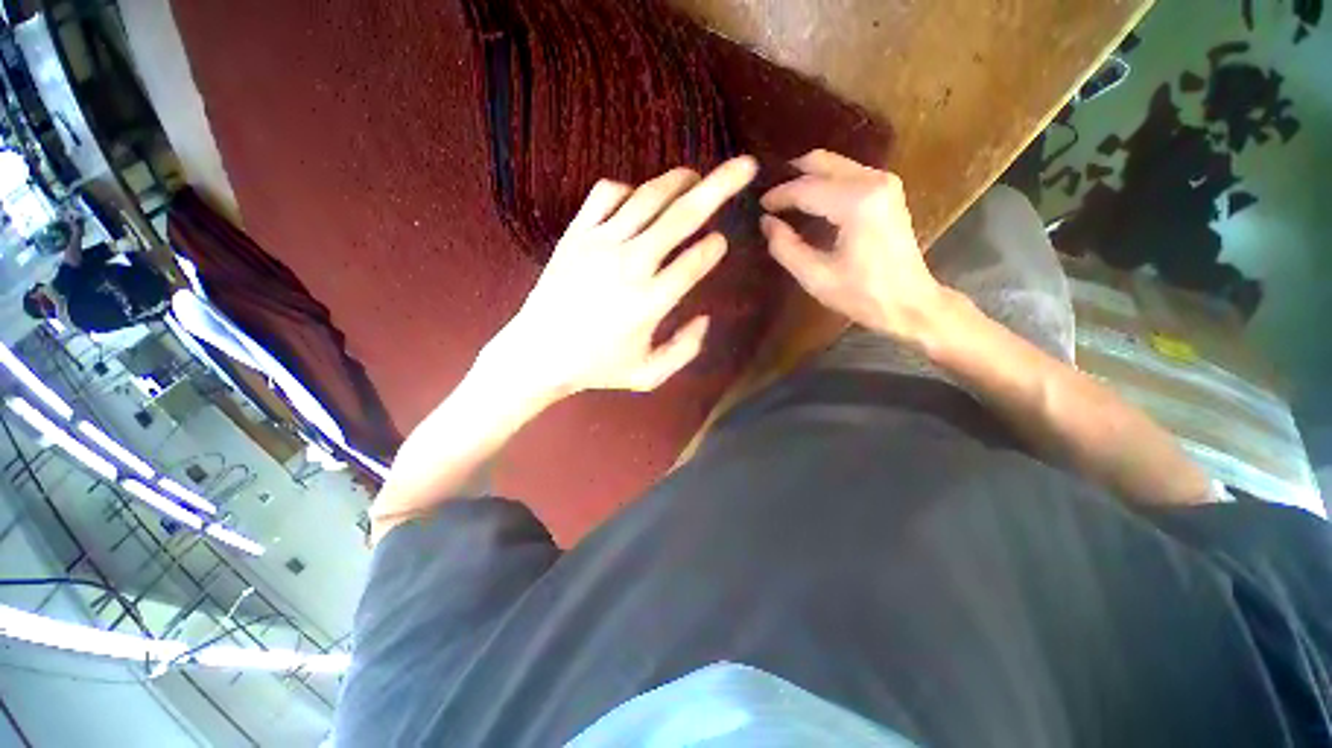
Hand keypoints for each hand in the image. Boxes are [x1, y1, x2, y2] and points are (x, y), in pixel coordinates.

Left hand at [482, 156, 758, 399]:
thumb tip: (706, 318)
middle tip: (745, 166)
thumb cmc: (597, 368)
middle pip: (682, 217)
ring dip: (678, 182)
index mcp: (651, 302)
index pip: (695, 260)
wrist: (537, 353)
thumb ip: (685, 350)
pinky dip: (629, 189)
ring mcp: (600, 244)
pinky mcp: (576, 234)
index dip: (714, 247)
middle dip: (719, 187)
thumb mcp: (648, 375)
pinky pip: (606, 194)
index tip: (721, 242)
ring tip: (696, 176)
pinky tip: (639, 198)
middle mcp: (630, 265)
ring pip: (648, 198)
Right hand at [759, 150, 947, 343]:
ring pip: (835, 164)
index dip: (778, 196)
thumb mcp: (815, 276)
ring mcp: (885, 182)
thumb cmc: (861, 295)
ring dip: (808, 177)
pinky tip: (811, 200)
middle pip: (822, 162)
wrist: (909, 302)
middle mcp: (873, 181)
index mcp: (856, 203)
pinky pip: (848, 173)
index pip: (806, 188)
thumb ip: (785, 247)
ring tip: (785, 199)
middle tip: (769, 197)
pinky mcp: (888, 190)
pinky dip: (825, 181)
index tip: (758, 206)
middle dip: (792, 176)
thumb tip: (766, 222)